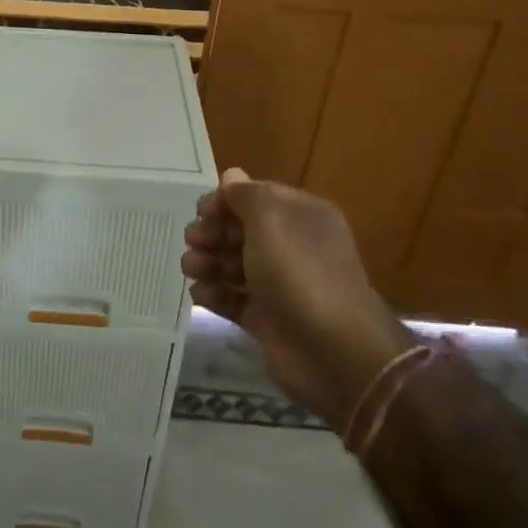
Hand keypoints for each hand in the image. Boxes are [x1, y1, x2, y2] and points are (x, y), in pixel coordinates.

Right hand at [182, 168, 411, 419]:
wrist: (335, 352)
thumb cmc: (300, 274)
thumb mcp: (271, 221)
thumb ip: (246, 196)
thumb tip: (231, 176)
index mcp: (301, 216)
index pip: (255, 197)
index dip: (225, 202)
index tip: (201, 213)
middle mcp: (292, 246)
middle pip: (241, 231)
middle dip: (212, 233)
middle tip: (194, 243)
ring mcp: (280, 285)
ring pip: (234, 265)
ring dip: (208, 262)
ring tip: (192, 269)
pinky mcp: (267, 319)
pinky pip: (234, 299)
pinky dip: (215, 294)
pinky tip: (201, 294)